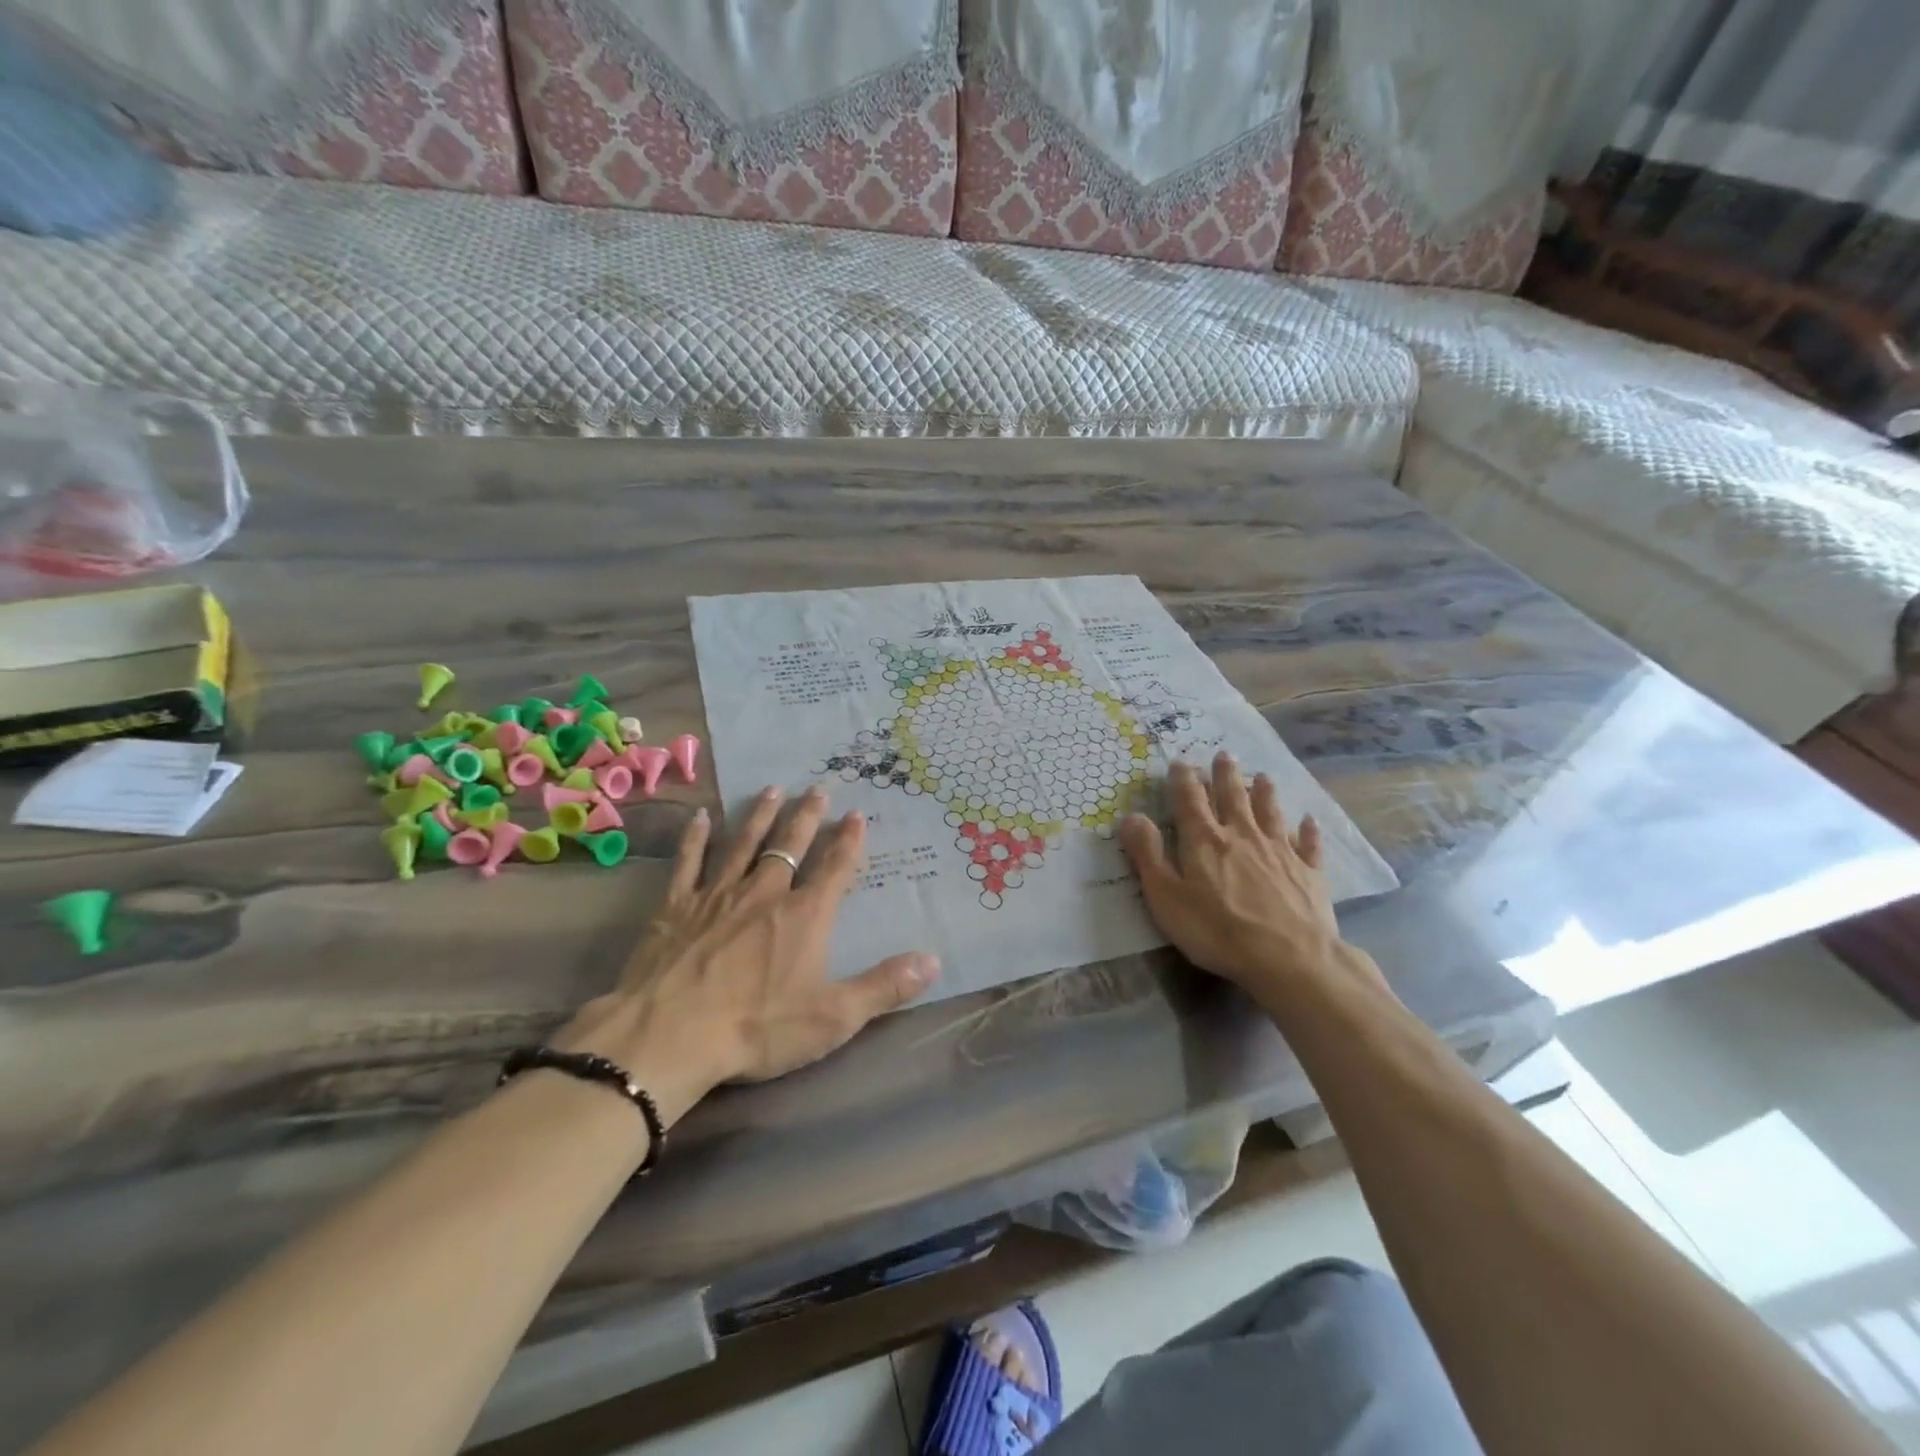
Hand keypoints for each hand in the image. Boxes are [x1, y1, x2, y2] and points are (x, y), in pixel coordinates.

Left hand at [554, 787, 939, 1126]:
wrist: (669, 1036)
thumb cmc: (757, 1028)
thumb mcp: (833, 1017)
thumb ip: (884, 986)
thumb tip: (933, 960)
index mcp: (804, 916)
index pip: (834, 868)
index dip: (848, 841)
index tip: (857, 813)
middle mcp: (764, 893)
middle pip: (790, 846)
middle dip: (807, 817)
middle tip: (817, 789)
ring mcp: (716, 896)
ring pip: (743, 844)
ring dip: (759, 816)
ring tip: (772, 789)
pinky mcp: (675, 907)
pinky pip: (688, 862)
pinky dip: (696, 838)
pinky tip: (701, 817)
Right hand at [1118, 754, 1385, 1012]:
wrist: (1290, 958)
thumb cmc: (1218, 931)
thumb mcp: (1167, 897)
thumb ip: (1148, 855)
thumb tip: (1131, 816)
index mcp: (1205, 840)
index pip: (1190, 800)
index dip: (1184, 779)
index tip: (1181, 761)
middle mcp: (1242, 835)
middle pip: (1233, 797)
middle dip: (1225, 775)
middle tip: (1224, 755)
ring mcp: (1280, 851)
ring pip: (1270, 812)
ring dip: (1265, 792)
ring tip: (1262, 776)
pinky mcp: (1309, 872)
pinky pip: (1308, 844)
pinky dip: (1307, 830)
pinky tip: (1309, 820)